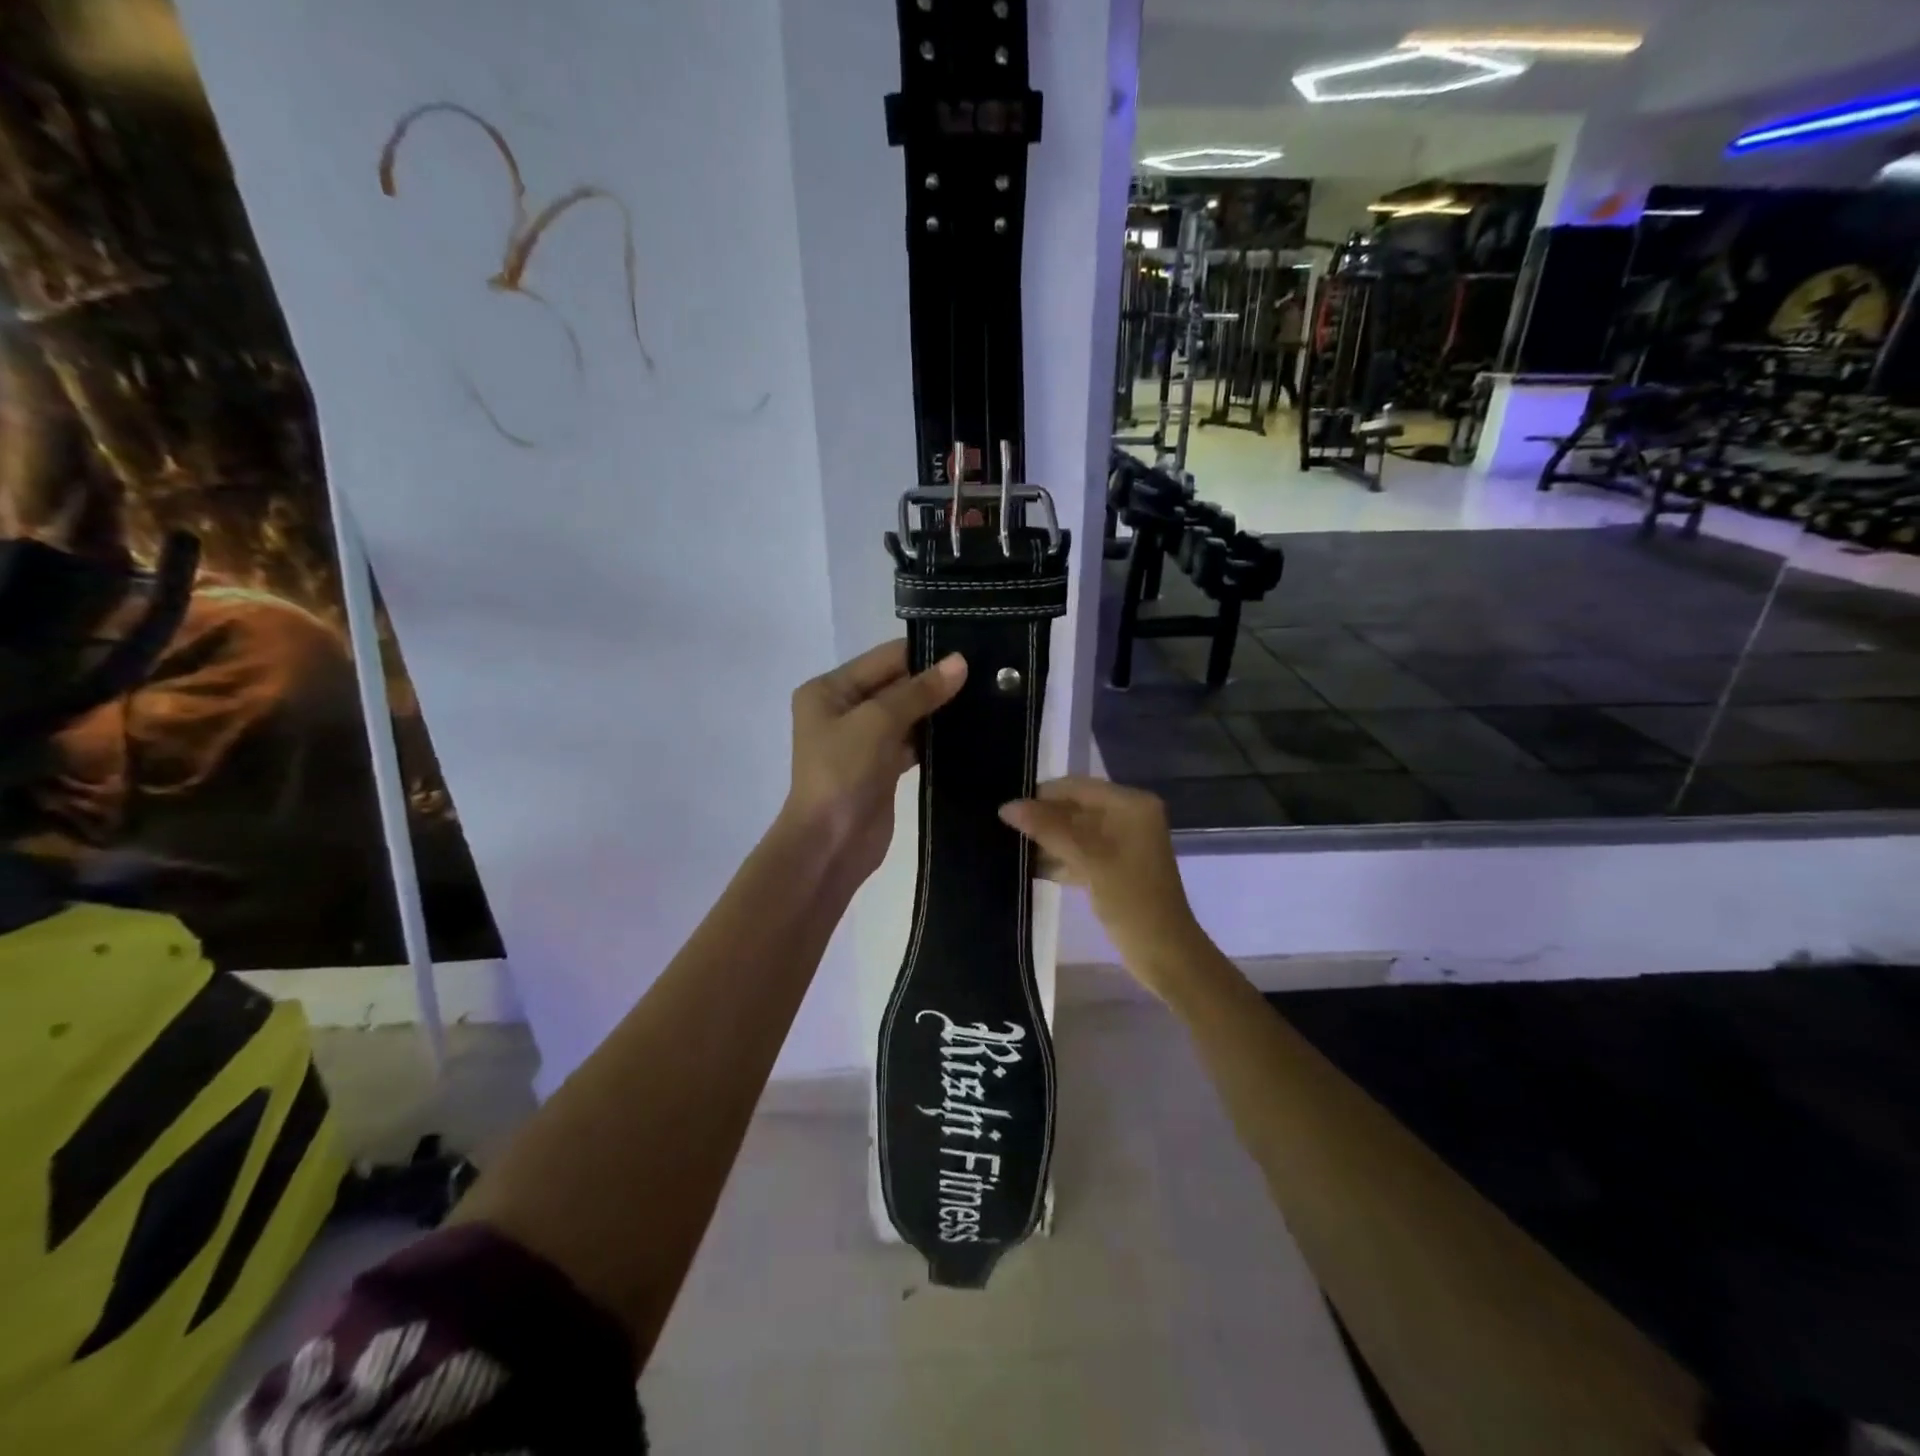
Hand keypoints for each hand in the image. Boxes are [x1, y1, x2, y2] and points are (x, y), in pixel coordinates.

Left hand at [782, 640, 965, 882]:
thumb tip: (960, 662)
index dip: (925, 652)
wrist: (830, 845)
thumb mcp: (878, 722)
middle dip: (935, 681)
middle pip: (896, 684)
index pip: (885, 658)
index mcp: (830, 689)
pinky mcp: (881, 768)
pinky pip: (912, 742)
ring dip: (939, 709)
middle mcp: (843, 709)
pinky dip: (935, 737)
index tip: (971, 648)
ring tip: (986, 696)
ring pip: (907, 714)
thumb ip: (919, 691)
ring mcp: (862, 741)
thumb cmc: (843, 774)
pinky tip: (969, 730)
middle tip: (987, 672)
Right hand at [999, 777, 1204, 999]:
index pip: (1077, 787)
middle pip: (1076, 807)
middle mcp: (1129, 816)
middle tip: (1002, 829)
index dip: (1042, 796)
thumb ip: (1048, 829)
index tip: (1005, 808)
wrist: (1165, 954)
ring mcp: (1122, 843)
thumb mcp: (1089, 860)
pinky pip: (1081, 852)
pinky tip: (1029, 867)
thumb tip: (1007, 806)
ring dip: (1047, 840)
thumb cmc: (1132, 901)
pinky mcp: (1115, 867)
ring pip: (1075, 831)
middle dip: (1043, 818)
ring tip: (1009, 846)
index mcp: (1131, 805)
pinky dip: (1059, 858)